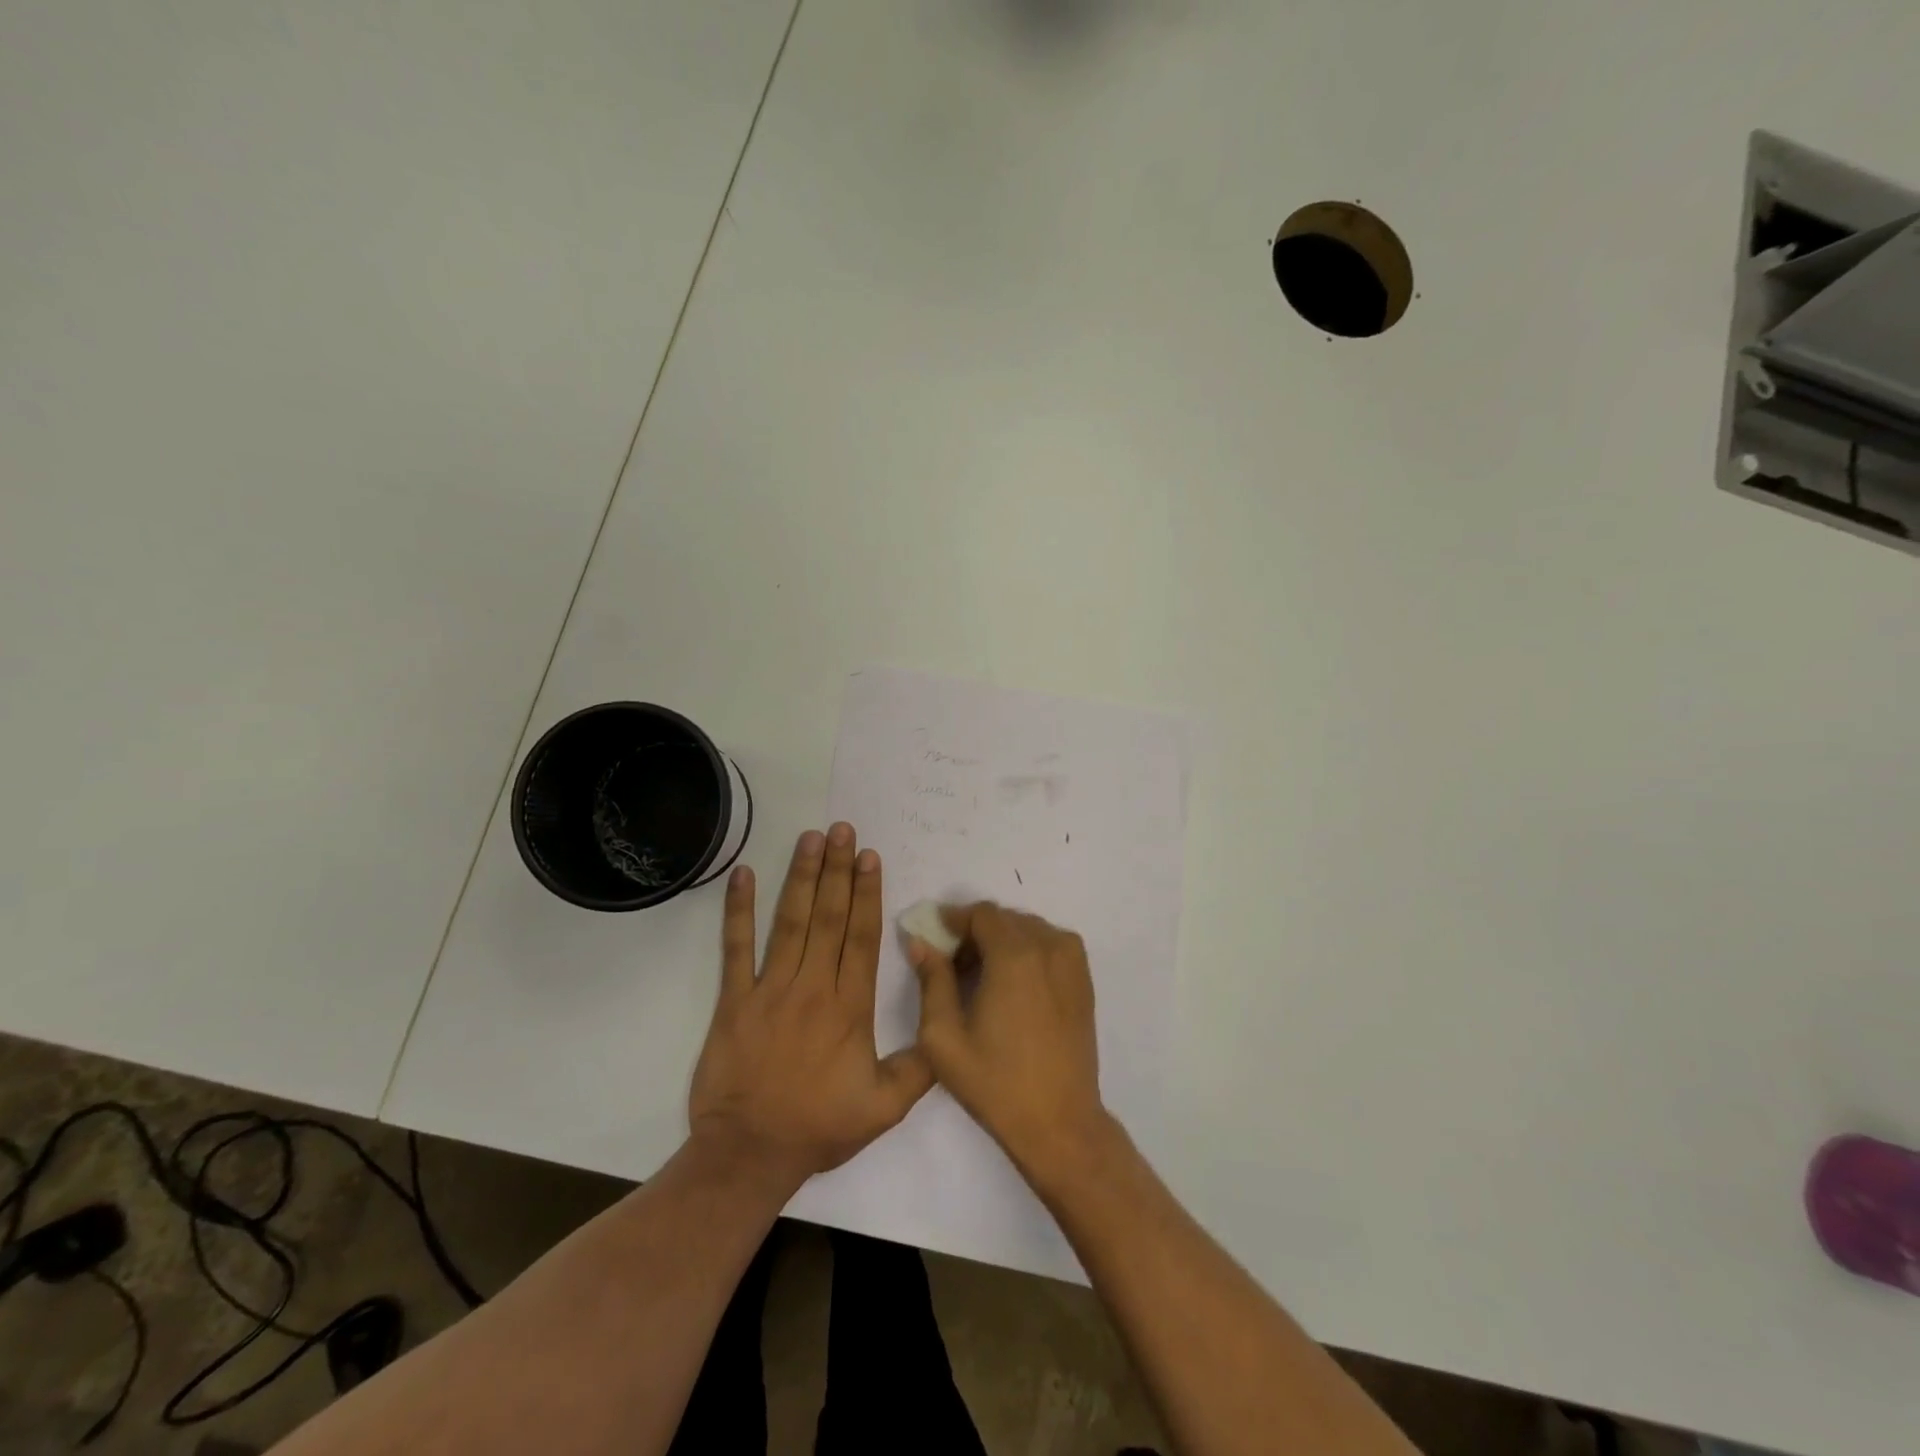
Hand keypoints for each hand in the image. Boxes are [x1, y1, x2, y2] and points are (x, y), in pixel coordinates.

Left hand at [689, 824, 933, 1193]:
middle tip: (843, 829)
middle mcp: (812, 988)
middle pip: (827, 918)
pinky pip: (735, 948)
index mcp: (849, 1009)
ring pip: (789, 923)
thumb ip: (920, 1068)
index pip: (861, 938)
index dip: (867, 894)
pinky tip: (743, 875)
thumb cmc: (818, 1127)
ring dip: (801, 877)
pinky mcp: (733, 1000)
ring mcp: (769, 990)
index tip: (870, 856)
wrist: (748, 1154)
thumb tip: (946, 1030)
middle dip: (838, 870)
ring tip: (811, 838)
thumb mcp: (885, 1109)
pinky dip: (738, 910)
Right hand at [907, 903, 1109, 1178]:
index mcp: (1015, 956)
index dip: (954, 919)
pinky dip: (1027, 950)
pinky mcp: (1084, 980)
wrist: (1059, 1123)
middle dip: (975, 932)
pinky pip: (1050, 945)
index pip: (982, 913)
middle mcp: (1049, 947)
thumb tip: (921, 942)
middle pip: (1005, 919)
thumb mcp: (944, 1037)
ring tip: (980, 977)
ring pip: (1028, 929)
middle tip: (951, 963)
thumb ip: (932, 980)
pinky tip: (1012, 985)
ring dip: (1002, 940)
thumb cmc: (995, 1082)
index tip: (933, 938)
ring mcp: (1072, 962)